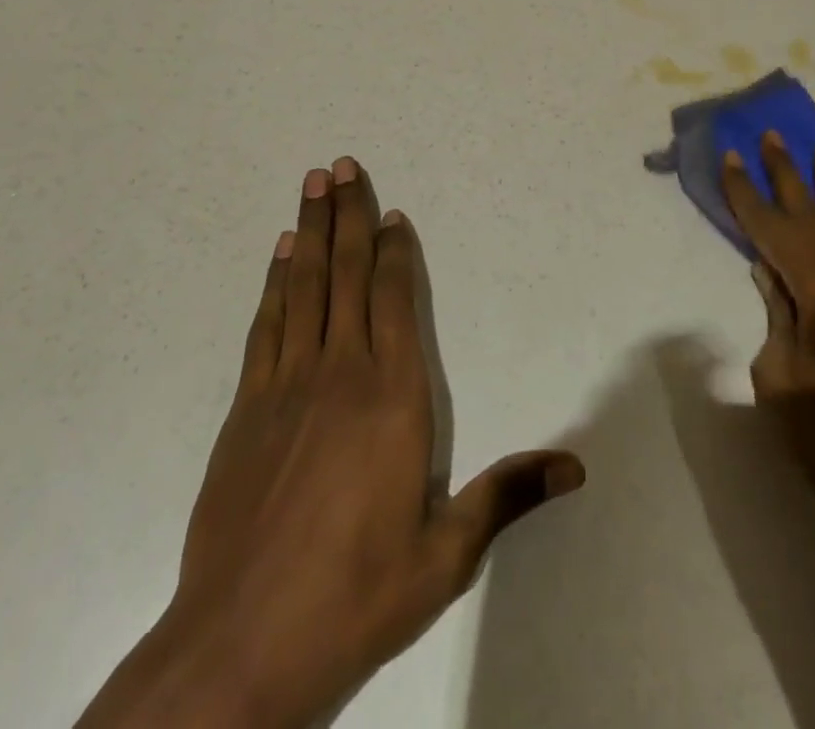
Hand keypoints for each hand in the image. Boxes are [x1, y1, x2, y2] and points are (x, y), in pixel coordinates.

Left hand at [78, 158, 583, 728]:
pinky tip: (279, 254)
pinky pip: (266, 327)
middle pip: (345, 276)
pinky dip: (274, 284)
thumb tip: (576, 467)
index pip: (394, 302)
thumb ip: (505, 497)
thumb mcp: (444, 555)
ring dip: (309, 232)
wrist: (238, 649)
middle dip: (347, 216)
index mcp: (393, 399)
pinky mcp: (246, 410)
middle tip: (342, 165)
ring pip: (304, 288)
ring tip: (312, 184)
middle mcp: (341, 375)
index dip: (392, 252)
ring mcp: (286, 387)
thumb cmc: (354, 596)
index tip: (390, 213)